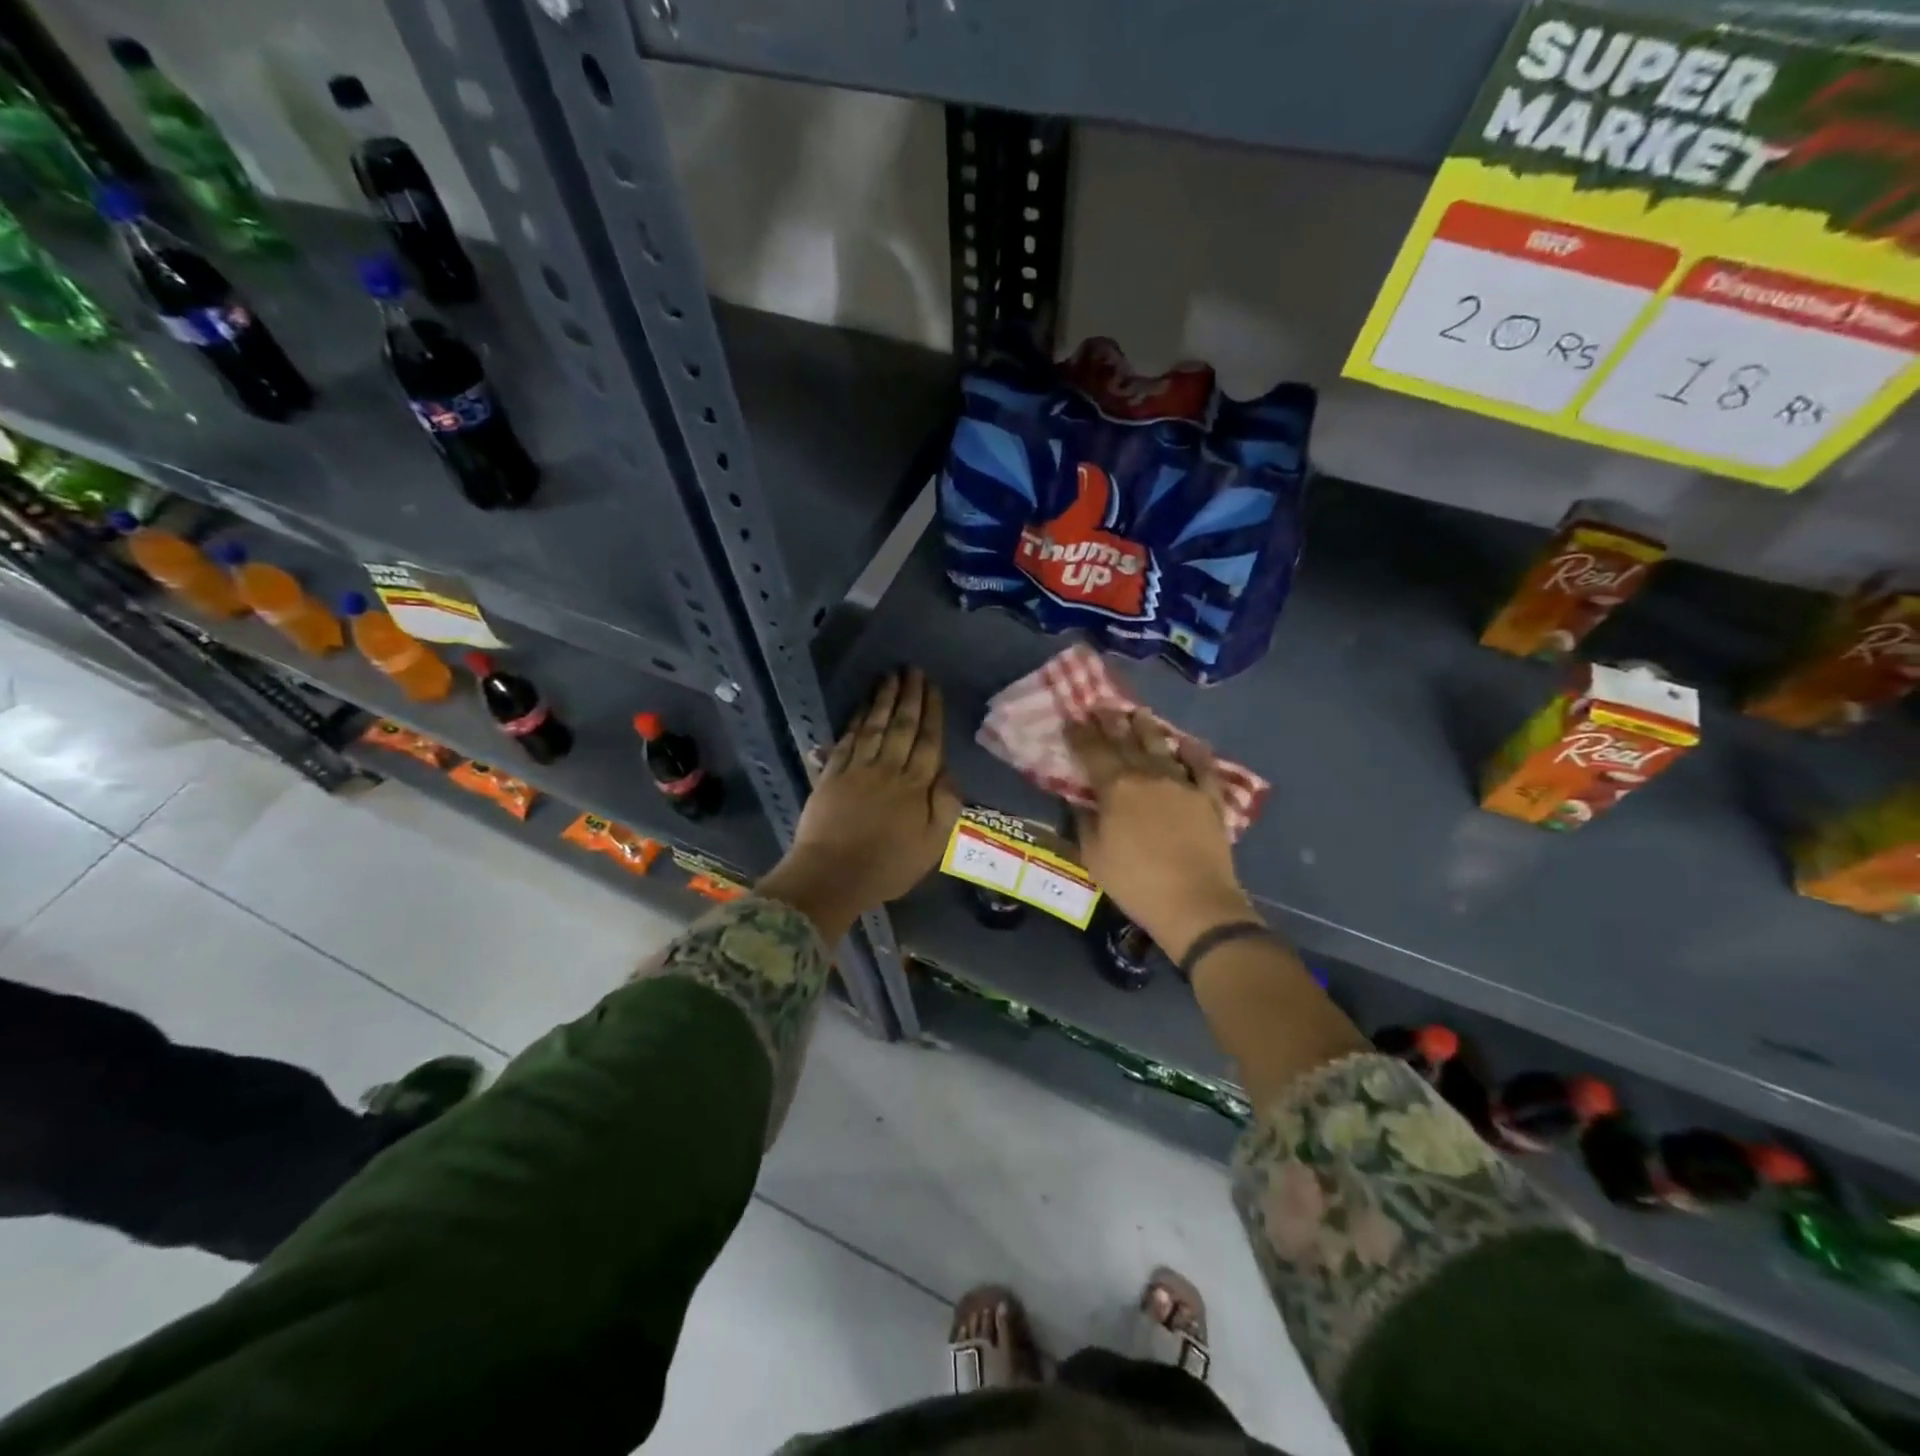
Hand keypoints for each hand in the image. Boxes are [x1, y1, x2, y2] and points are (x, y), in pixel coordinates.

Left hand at [759, 669, 960, 943]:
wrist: (832, 876)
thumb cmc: (887, 866)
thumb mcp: (931, 845)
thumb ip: (945, 806)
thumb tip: (949, 772)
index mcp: (915, 787)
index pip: (927, 741)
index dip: (931, 712)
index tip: (933, 687)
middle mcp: (888, 770)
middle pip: (902, 726)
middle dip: (909, 696)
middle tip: (912, 669)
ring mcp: (857, 769)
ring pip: (874, 726)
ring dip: (883, 699)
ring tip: (890, 676)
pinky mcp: (832, 775)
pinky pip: (848, 740)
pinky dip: (857, 720)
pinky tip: (863, 705)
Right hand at [1065, 709, 1255, 960]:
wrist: (1194, 902)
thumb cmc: (1135, 882)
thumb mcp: (1095, 857)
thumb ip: (1085, 823)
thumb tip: (1080, 801)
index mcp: (1116, 788)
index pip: (1092, 752)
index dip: (1080, 734)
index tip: (1072, 719)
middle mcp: (1148, 776)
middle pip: (1126, 741)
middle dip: (1111, 722)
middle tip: (1102, 705)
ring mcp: (1182, 784)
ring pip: (1162, 747)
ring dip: (1148, 728)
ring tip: (1139, 712)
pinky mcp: (1208, 798)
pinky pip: (1202, 767)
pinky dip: (1194, 752)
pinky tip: (1187, 742)